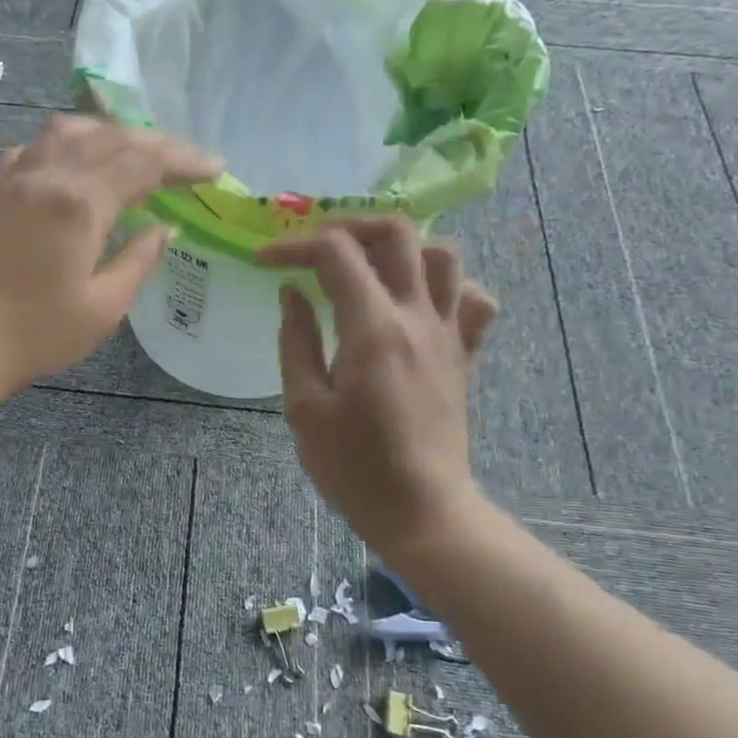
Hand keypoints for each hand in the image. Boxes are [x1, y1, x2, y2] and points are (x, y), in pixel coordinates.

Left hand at [0, 113, 220, 412]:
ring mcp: (14, 178)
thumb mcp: (102, 308)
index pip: (144, 163)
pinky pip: (34, 147)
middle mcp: (48, 174)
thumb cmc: (33, 335)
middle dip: (157, 143)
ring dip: (111, 134)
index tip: (216, 169)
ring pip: (70, 131)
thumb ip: (138, 261)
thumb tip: (164, 228)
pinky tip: (75, 162)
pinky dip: (65, 144)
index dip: (185, 162)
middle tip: (187, 161)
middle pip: (111, 137)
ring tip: (137, 153)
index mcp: (80, 202)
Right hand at [256, 217, 498, 569]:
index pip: (335, 253)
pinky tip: (417, 303)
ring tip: (367, 268)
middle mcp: (418, 316)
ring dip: (402, 249)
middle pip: (397, 232)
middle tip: (316, 248)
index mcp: (373, 328)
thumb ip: (296, 340)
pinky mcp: (464, 355)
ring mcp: (449, 333)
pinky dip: (448, 286)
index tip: (264, 262)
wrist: (421, 511)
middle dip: (350, 226)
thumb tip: (293, 293)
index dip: (293, 246)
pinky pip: (473, 300)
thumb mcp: (304, 407)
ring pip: (444, 255)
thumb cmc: (352, 467)